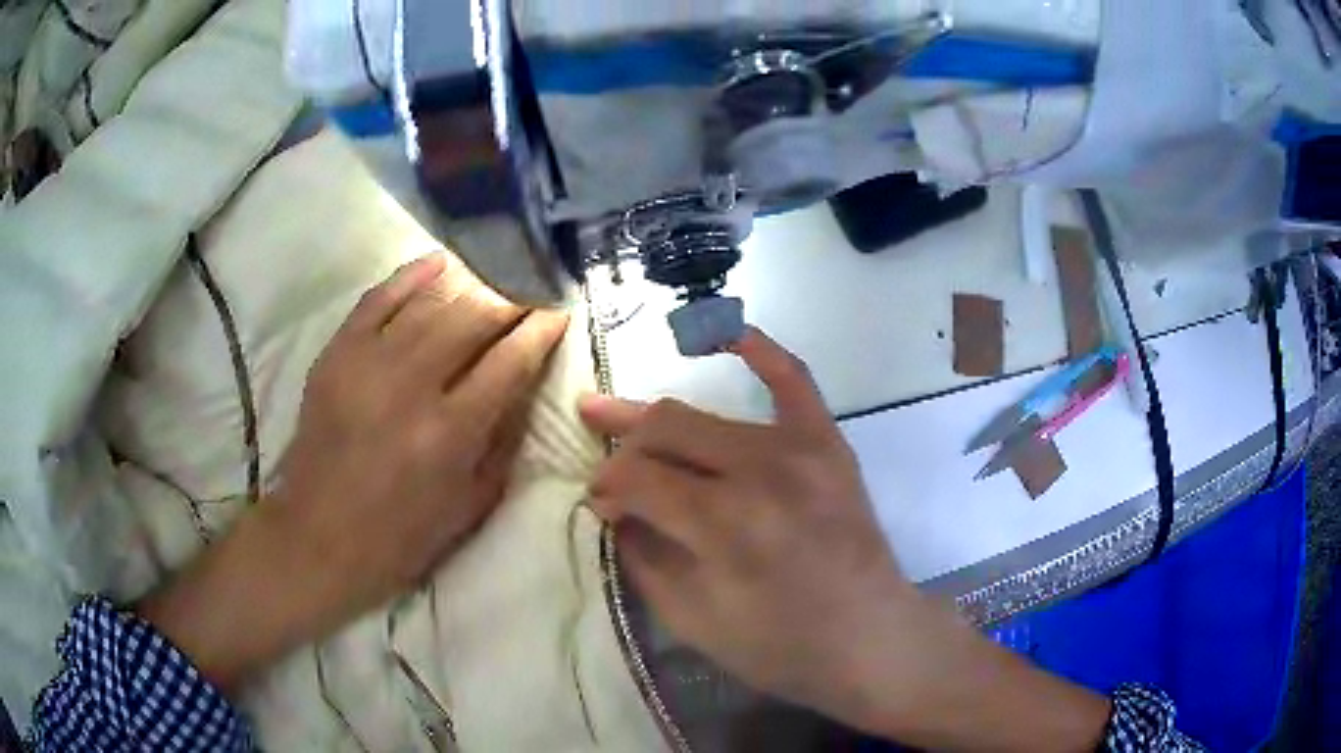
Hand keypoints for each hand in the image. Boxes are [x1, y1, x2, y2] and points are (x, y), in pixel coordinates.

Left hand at [140, 254, 567, 690]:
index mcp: (451, 433)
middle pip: (473, 317)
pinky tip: (439, 262)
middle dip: (510, 299)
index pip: (510, 360)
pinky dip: (411, 276)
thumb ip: (503, 444)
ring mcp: (367, 363)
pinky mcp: (336, 354)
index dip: (540, 330)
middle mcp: (412, 387)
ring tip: (493, 277)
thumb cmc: (401, 536)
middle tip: (528, 294)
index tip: (557, 312)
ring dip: (470, 284)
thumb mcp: (469, 507)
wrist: (318, 537)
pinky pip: (378, 298)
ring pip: (430, 301)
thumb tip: (522, 387)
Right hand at [578, 328, 909, 722]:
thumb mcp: (691, 621)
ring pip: (705, 415)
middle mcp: (759, 472)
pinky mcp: (829, 444)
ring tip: (626, 418)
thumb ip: (642, 556)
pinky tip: (728, 333)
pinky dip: (759, 350)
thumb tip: (612, 508)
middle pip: (665, 430)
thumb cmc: (779, 646)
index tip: (597, 503)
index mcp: (723, 525)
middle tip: (606, 467)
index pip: (636, 476)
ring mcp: (800, 450)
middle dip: (623, 447)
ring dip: (660, 422)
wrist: (870, 636)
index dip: (605, 485)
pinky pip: (793, 380)